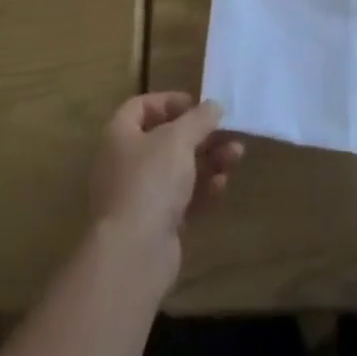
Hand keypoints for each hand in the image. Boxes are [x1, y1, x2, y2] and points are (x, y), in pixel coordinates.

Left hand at [89, 93, 243, 257]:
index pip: (141, 106)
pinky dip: (203, 189)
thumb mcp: (178, 139)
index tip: (198, 105)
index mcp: (120, 135)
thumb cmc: (150, 181)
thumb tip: (214, 105)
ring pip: (178, 170)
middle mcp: (125, 162)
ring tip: (236, 156)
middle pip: (166, 139)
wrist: (133, 254)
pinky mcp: (155, 224)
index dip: (170, 102)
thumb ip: (199, 118)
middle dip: (200, 135)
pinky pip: (182, 198)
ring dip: (208, 160)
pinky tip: (222, 185)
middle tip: (229, 132)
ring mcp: (140, 195)